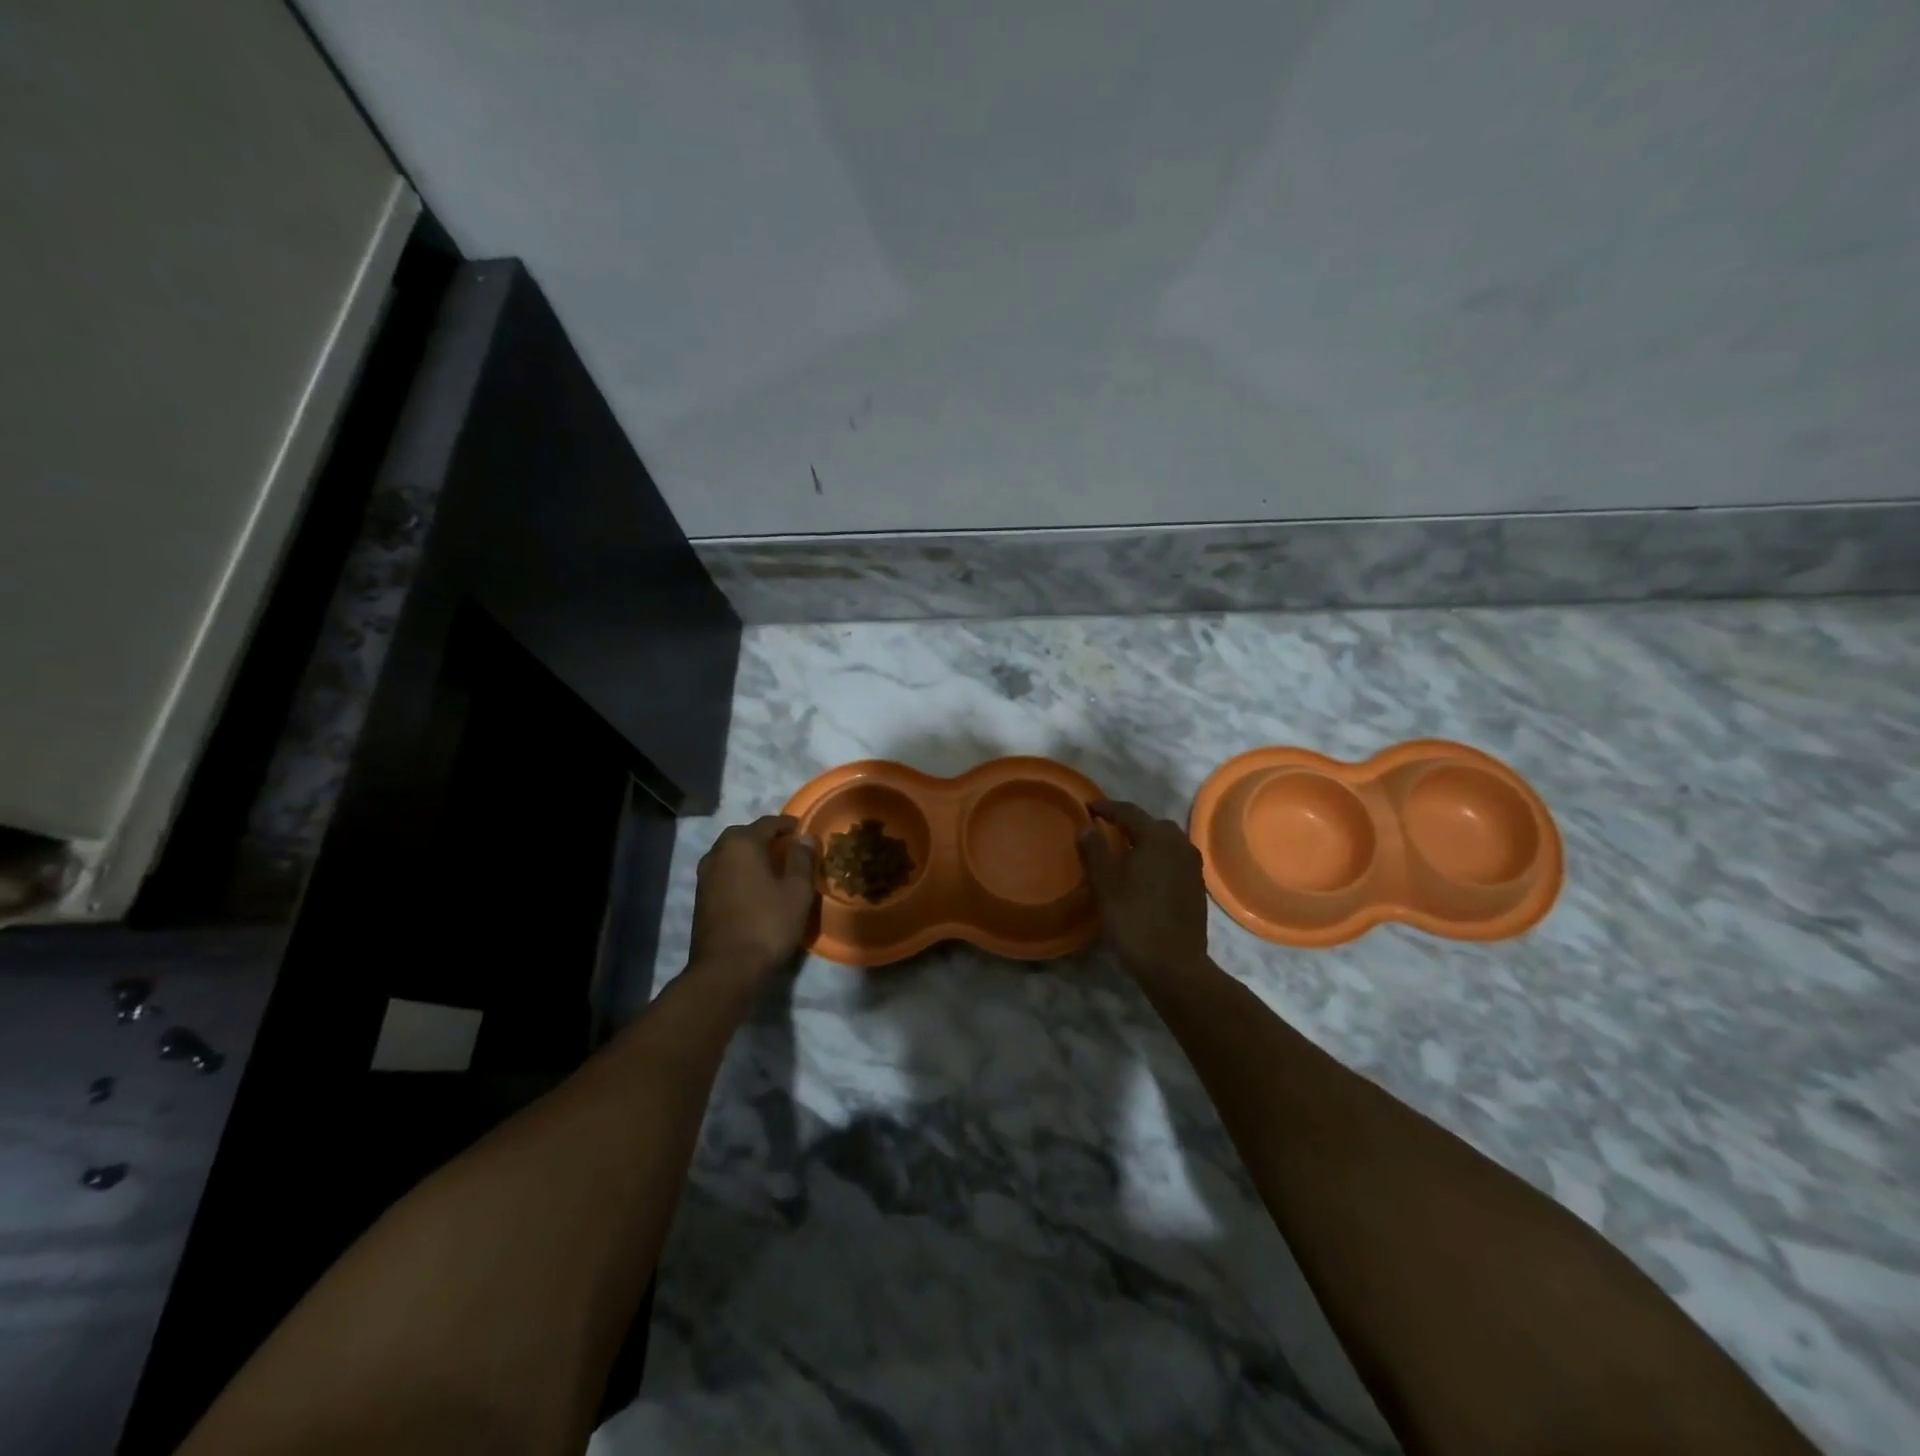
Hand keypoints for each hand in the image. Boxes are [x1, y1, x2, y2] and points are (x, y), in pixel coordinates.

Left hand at [687, 815, 818, 992]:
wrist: (726, 969)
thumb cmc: (768, 924)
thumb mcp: (797, 890)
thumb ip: (802, 859)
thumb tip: (804, 838)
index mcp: (741, 844)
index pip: (767, 824)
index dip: (786, 824)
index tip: (801, 828)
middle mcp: (718, 854)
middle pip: (743, 836)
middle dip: (764, 837)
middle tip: (786, 846)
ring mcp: (705, 877)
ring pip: (730, 855)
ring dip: (750, 855)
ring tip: (771, 866)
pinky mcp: (701, 899)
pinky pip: (724, 873)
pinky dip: (740, 872)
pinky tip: (754, 887)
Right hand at [1077, 799, 1208, 978]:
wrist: (1174, 964)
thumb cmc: (1134, 920)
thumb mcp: (1106, 884)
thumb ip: (1095, 850)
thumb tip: (1087, 826)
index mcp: (1157, 839)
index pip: (1129, 813)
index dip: (1107, 808)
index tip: (1088, 807)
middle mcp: (1180, 845)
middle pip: (1152, 824)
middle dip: (1129, 823)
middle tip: (1106, 829)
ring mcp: (1192, 866)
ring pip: (1166, 842)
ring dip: (1145, 841)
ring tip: (1124, 851)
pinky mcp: (1196, 886)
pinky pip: (1174, 859)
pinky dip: (1157, 858)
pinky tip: (1143, 873)